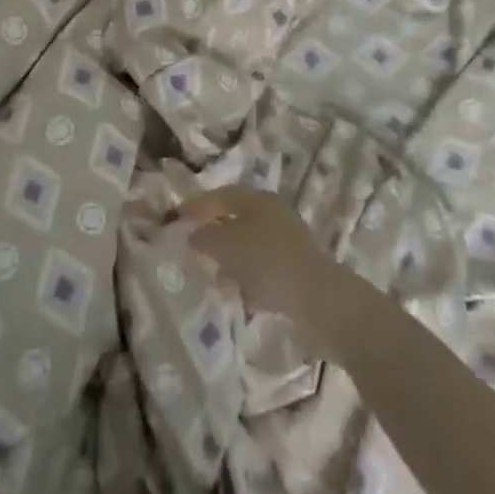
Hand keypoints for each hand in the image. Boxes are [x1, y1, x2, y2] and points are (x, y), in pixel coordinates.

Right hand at [177, 185, 346, 331]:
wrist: (319, 298)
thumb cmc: (269, 262)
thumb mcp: (229, 246)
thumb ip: (206, 237)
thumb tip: (194, 234)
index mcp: (257, 200)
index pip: (220, 195)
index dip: (196, 205)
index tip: (175, 216)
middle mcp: (273, 213)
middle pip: (236, 217)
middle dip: (214, 230)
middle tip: (193, 244)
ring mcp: (287, 240)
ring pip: (250, 242)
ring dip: (231, 256)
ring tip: (213, 274)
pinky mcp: (295, 267)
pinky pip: (263, 266)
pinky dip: (248, 275)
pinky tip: (240, 294)